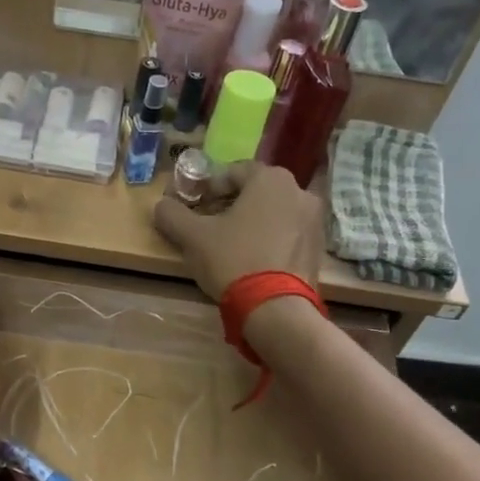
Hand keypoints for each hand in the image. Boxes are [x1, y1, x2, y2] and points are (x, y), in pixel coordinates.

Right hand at [152, 161, 323, 300]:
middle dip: (230, 204)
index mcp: (271, 179)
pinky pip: (286, 233)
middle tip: (208, 224)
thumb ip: (172, 214)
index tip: (194, 206)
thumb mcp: (192, 236)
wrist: (275, 308)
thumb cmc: (233, 260)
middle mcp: (299, 192)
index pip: (233, 172)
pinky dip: (268, 238)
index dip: (209, 187)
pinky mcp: (317, 248)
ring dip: (250, 221)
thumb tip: (161, 205)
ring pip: (273, 212)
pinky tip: (250, 259)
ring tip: (228, 244)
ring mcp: (314, 221)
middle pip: (255, 191)